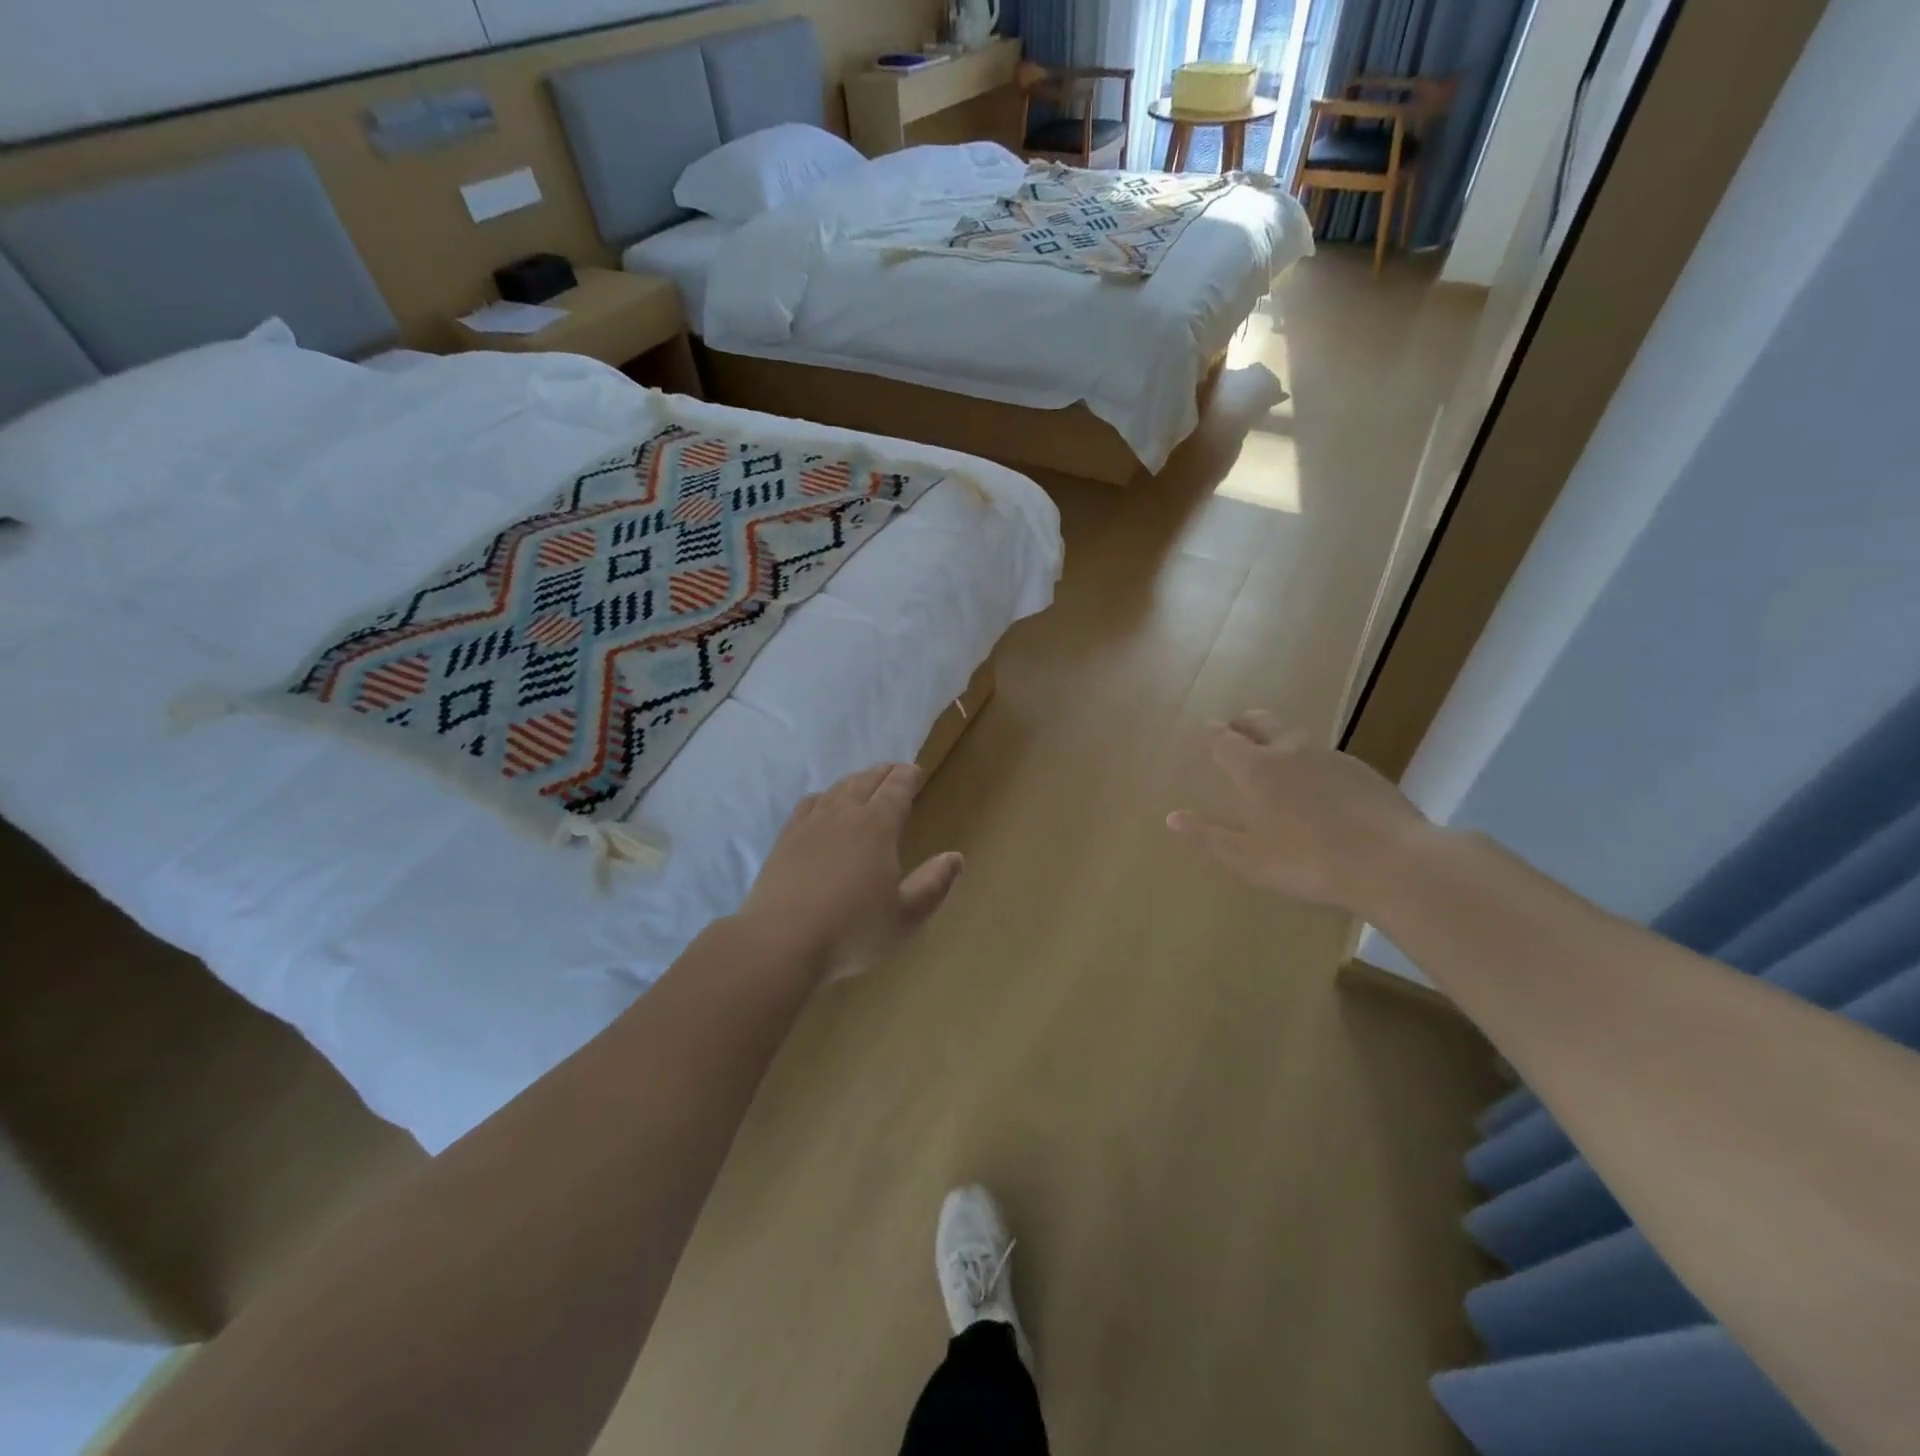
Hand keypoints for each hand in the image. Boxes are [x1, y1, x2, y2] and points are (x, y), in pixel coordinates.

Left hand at [738, 763, 963, 983]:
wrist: (781, 942)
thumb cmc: (852, 931)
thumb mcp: (906, 917)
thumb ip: (934, 884)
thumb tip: (955, 857)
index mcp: (878, 826)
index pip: (897, 788)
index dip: (909, 776)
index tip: (916, 771)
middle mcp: (844, 814)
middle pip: (866, 781)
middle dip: (884, 773)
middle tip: (895, 771)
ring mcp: (810, 824)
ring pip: (837, 789)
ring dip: (855, 781)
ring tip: (864, 783)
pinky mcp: (785, 839)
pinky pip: (808, 804)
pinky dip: (823, 796)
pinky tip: (822, 804)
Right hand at [1166, 711, 1431, 911]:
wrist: (1393, 862)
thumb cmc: (1307, 861)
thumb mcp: (1248, 857)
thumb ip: (1209, 835)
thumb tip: (1172, 818)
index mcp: (1256, 768)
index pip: (1224, 740)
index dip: (1212, 734)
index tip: (1206, 730)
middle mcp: (1290, 750)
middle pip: (1261, 722)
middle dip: (1243, 723)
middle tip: (1235, 729)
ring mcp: (1331, 757)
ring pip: (1295, 737)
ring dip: (1279, 741)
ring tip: (1274, 759)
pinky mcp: (1363, 772)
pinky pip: (1325, 758)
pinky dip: (1310, 763)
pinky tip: (1317, 788)